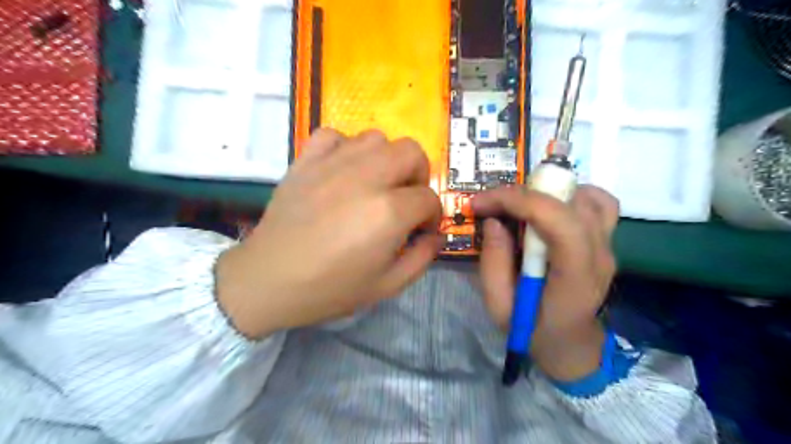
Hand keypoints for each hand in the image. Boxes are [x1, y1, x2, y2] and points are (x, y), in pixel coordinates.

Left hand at [215, 130, 443, 337]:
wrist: (269, 281)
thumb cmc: (330, 288)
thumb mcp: (387, 286)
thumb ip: (422, 258)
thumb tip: (436, 235)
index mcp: (389, 212)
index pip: (429, 198)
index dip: (431, 216)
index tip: (420, 230)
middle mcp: (366, 177)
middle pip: (411, 152)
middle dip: (418, 175)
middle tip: (405, 199)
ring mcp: (332, 164)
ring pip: (376, 138)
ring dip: (385, 159)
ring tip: (375, 183)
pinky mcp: (306, 160)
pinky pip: (333, 134)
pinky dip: (345, 147)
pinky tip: (342, 170)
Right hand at [468, 186, 617, 379]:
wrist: (571, 344)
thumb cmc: (533, 331)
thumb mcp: (499, 308)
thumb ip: (493, 265)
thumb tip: (494, 220)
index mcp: (575, 278)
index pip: (560, 222)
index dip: (519, 201)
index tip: (481, 203)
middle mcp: (600, 256)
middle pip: (572, 202)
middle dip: (524, 193)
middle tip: (492, 205)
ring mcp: (609, 246)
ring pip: (588, 197)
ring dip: (547, 192)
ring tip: (518, 206)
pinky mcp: (607, 241)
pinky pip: (598, 203)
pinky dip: (570, 195)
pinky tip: (548, 208)